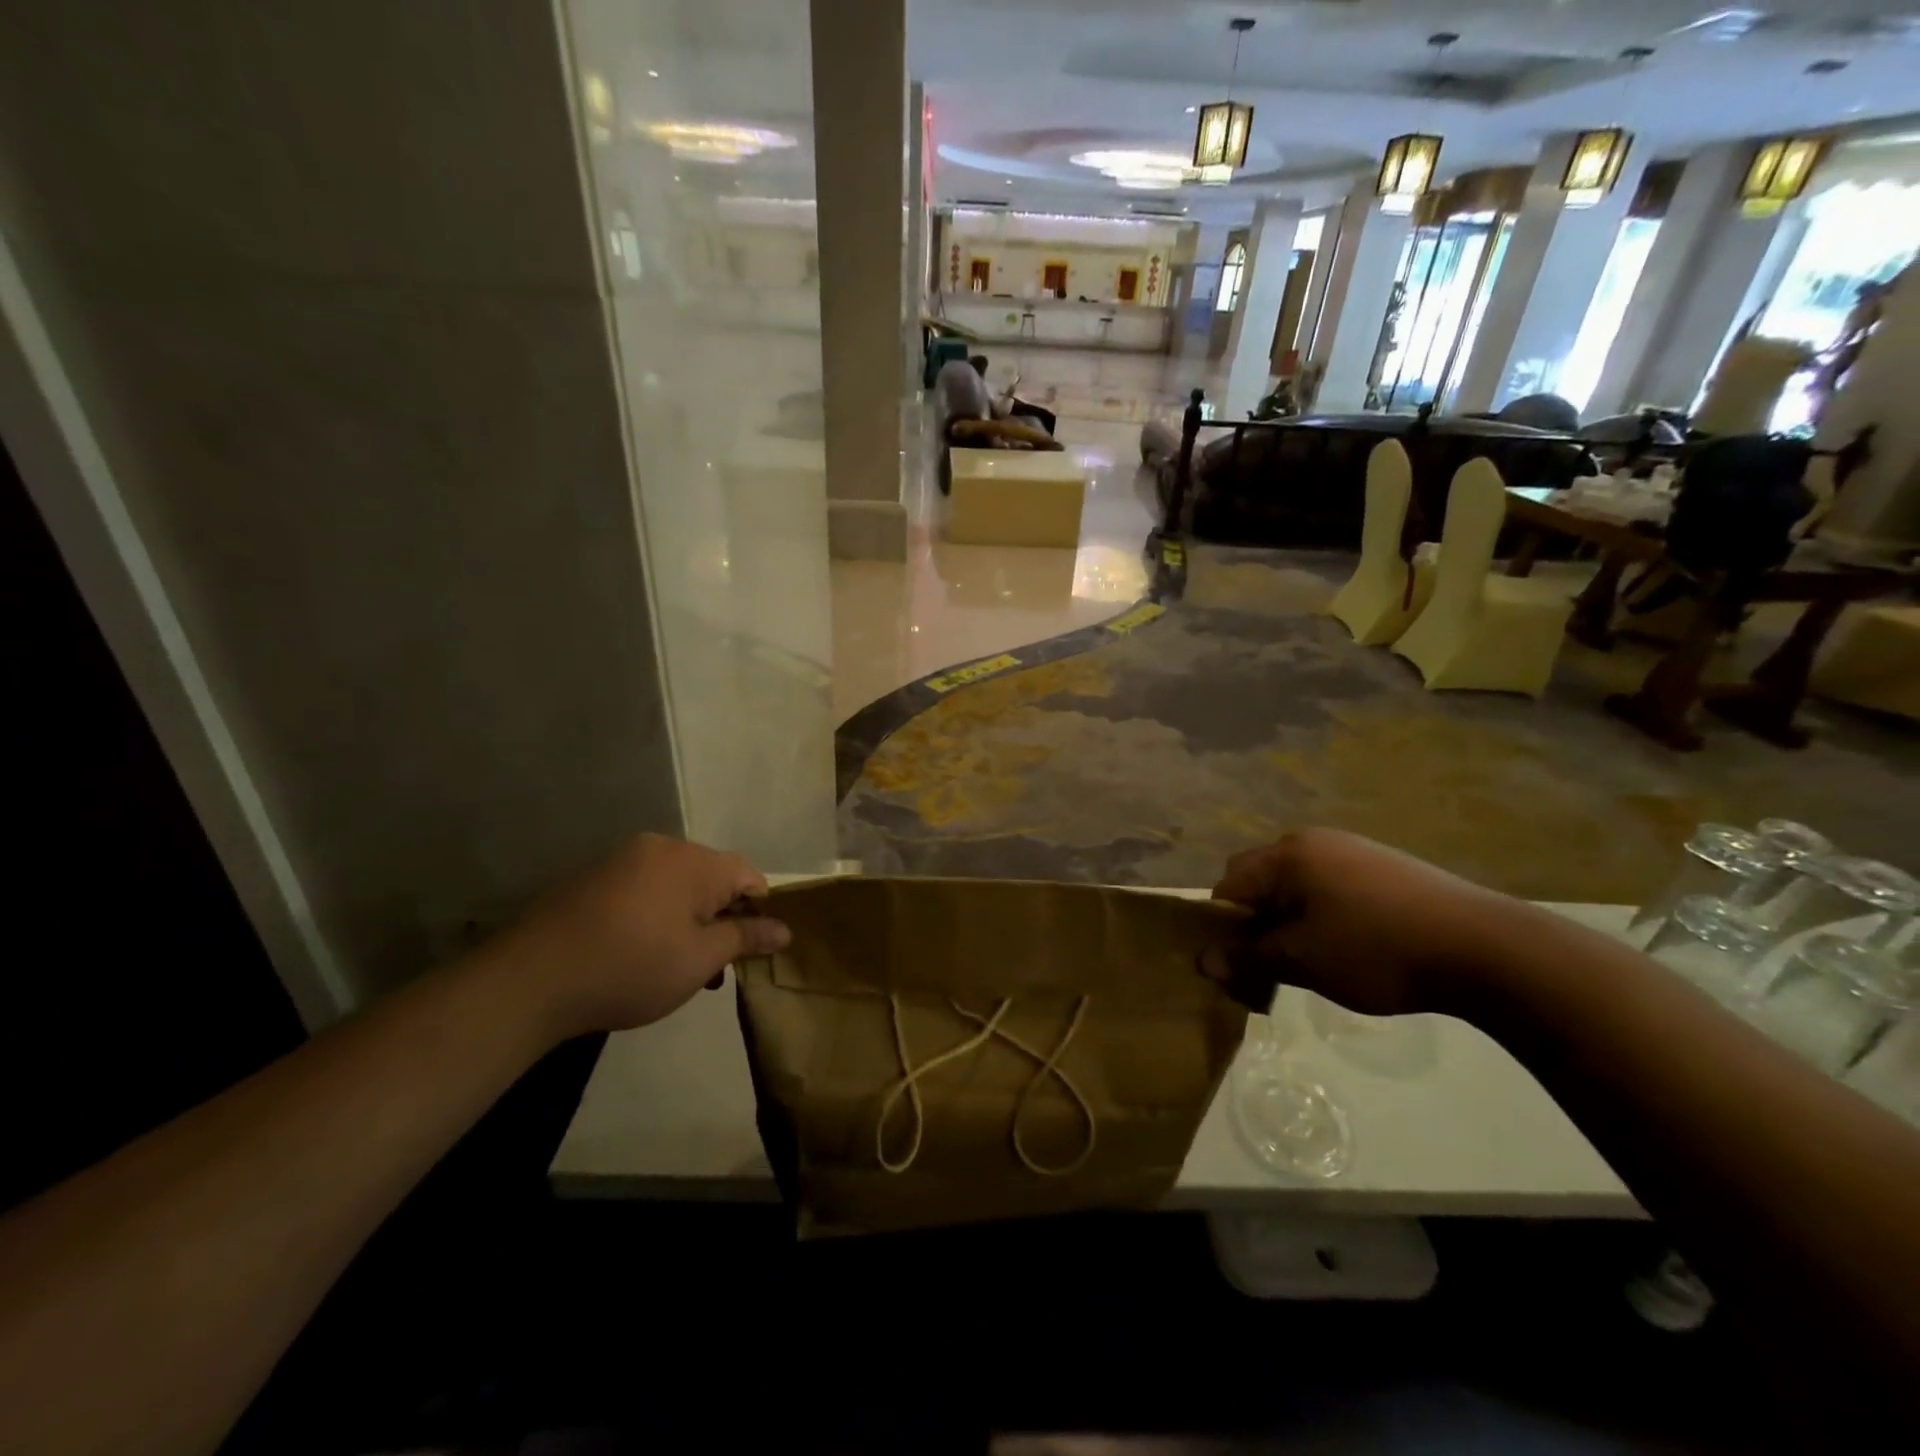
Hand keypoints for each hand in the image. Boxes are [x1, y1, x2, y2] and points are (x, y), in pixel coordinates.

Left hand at [477, 834, 788, 1035]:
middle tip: (713, 967)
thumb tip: (785, 929)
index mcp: (694, 861)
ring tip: (677, 967)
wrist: (531, 979)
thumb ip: (745, 938)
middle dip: (720, 918)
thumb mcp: (700, 961)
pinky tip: (637, 952)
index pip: (748, 875)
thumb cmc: (632, 968)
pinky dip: (653, 914)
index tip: (749, 950)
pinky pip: (641, 889)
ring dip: (687, 919)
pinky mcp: (590, 877)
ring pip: (675, 884)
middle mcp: (660, 847)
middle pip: (711, 877)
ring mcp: (621, 859)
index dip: (758, 910)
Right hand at [1200, 829, 1523, 1017]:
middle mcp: (1314, 841)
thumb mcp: (1302, 961)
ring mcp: (1353, 849)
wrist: (1485, 947)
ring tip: (1313, 958)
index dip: (1223, 926)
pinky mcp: (1385, 865)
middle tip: (1272, 962)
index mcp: (1287, 855)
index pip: (1229, 885)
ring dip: (1291, 918)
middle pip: (1262, 879)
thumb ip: (1249, 958)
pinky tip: (1352, 945)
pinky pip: (1332, 885)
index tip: (1238, 963)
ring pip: (1298, 884)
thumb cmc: (1376, 950)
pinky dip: (1324, 913)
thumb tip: (1206, 961)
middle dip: (1257, 920)